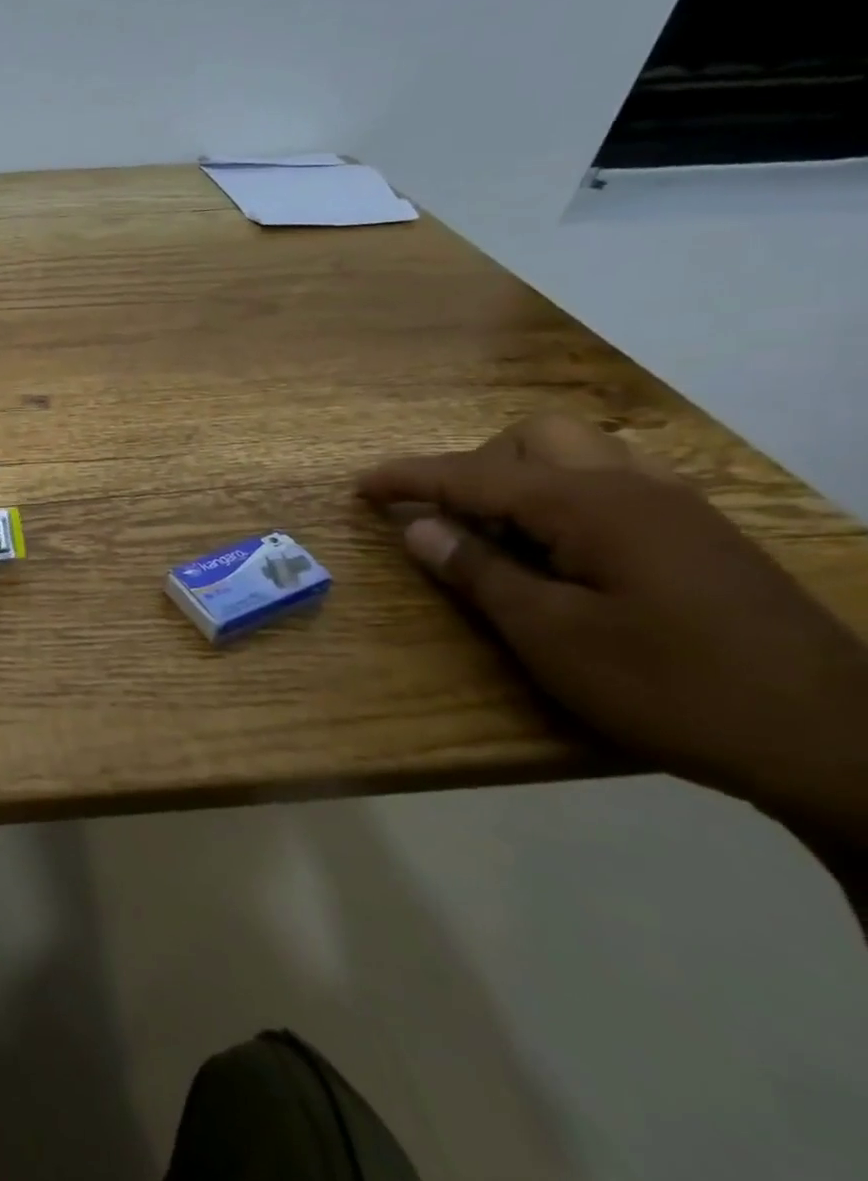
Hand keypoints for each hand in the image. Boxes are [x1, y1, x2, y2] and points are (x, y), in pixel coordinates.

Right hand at [358, 415, 867, 845]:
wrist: (836, 742)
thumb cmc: (670, 686)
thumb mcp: (551, 636)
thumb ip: (478, 572)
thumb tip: (418, 527)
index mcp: (590, 506)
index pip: (474, 473)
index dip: (408, 478)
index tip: (359, 487)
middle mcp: (633, 487)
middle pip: (533, 438)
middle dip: (476, 466)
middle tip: (453, 523)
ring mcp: (676, 507)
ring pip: (578, 455)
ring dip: (521, 480)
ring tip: (502, 538)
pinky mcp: (699, 534)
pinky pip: (611, 484)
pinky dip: (563, 499)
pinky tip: (561, 552)